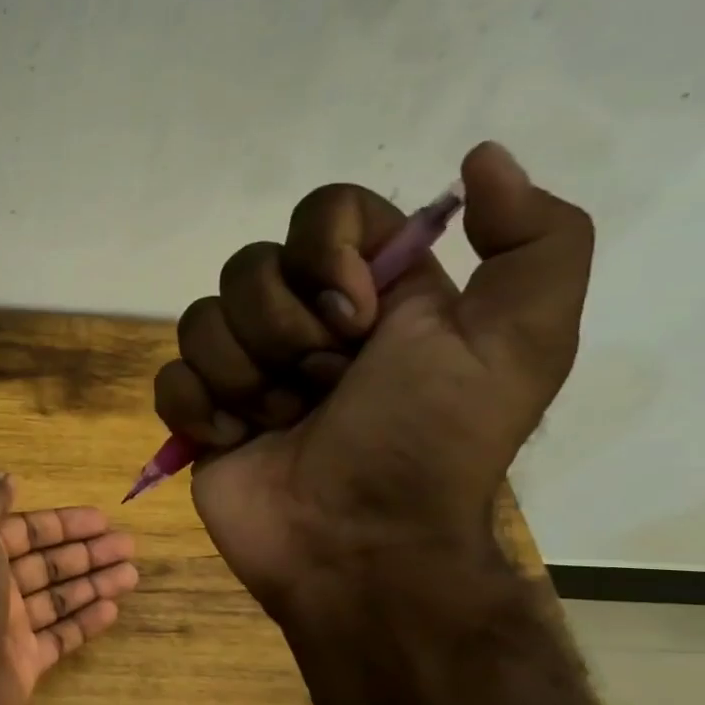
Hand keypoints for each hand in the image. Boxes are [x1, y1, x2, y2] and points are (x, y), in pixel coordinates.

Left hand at [0, 474, 138, 704]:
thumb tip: (6, 478)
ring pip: (58, 598)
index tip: (102, 518)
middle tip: (128, 545)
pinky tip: (113, 609)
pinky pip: (60, 637)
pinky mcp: (24, 663)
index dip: (62, 524)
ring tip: (133, 574)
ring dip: (94, 583)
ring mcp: (8, 628)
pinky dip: (85, 622)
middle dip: (86, 552)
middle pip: (46, 564)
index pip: (24, 532)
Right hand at [154, 142, 592, 619]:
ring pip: (201, 319)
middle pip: (248, 266)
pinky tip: (232, 441)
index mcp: (374, 292)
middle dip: (283, 333)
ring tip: (278, 425)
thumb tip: (480, 156)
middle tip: (322, 389)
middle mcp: (304, 320)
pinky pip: (169, 376)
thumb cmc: (427, 444)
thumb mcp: (520, 343)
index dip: (325, 255)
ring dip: (244, 378)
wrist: (357, 548)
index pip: (324, 212)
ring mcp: (245, 369)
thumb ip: (535, 240)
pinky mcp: (200, 413)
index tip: (356, 319)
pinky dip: (197, 409)